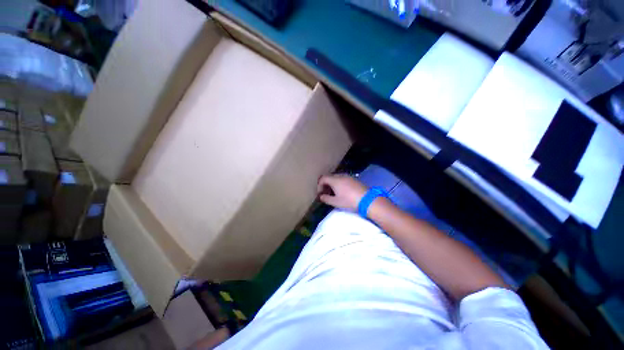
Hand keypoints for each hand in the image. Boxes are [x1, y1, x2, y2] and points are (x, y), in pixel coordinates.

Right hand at [317, 174, 367, 210]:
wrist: (367, 200)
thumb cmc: (349, 201)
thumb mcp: (336, 202)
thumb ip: (326, 198)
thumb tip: (321, 196)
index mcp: (335, 180)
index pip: (323, 178)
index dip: (319, 185)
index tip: (320, 194)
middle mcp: (341, 176)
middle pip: (329, 177)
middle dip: (325, 185)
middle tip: (326, 194)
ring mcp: (348, 176)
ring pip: (336, 178)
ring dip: (332, 184)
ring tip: (334, 193)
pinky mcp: (354, 179)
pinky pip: (343, 179)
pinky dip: (339, 184)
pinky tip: (342, 192)